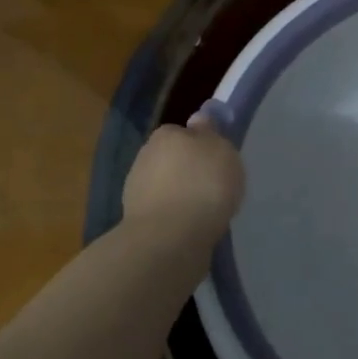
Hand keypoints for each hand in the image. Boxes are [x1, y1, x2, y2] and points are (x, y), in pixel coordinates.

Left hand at [121, 107, 245, 245]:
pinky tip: (192, 227)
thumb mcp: (221, 149)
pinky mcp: (136, 220)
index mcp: (166, 134)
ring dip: (181, 194)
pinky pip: (163, 211)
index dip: (201, 145)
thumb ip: (210, 133)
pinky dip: (175, 216)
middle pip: (173, 159)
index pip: (184, 132)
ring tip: (205, 211)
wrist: (170, 237)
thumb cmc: (203, 184)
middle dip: (189, 170)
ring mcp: (136, 190)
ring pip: (166, 186)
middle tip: (214, 186)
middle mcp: (145, 157)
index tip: (217, 161)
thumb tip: (198, 121)